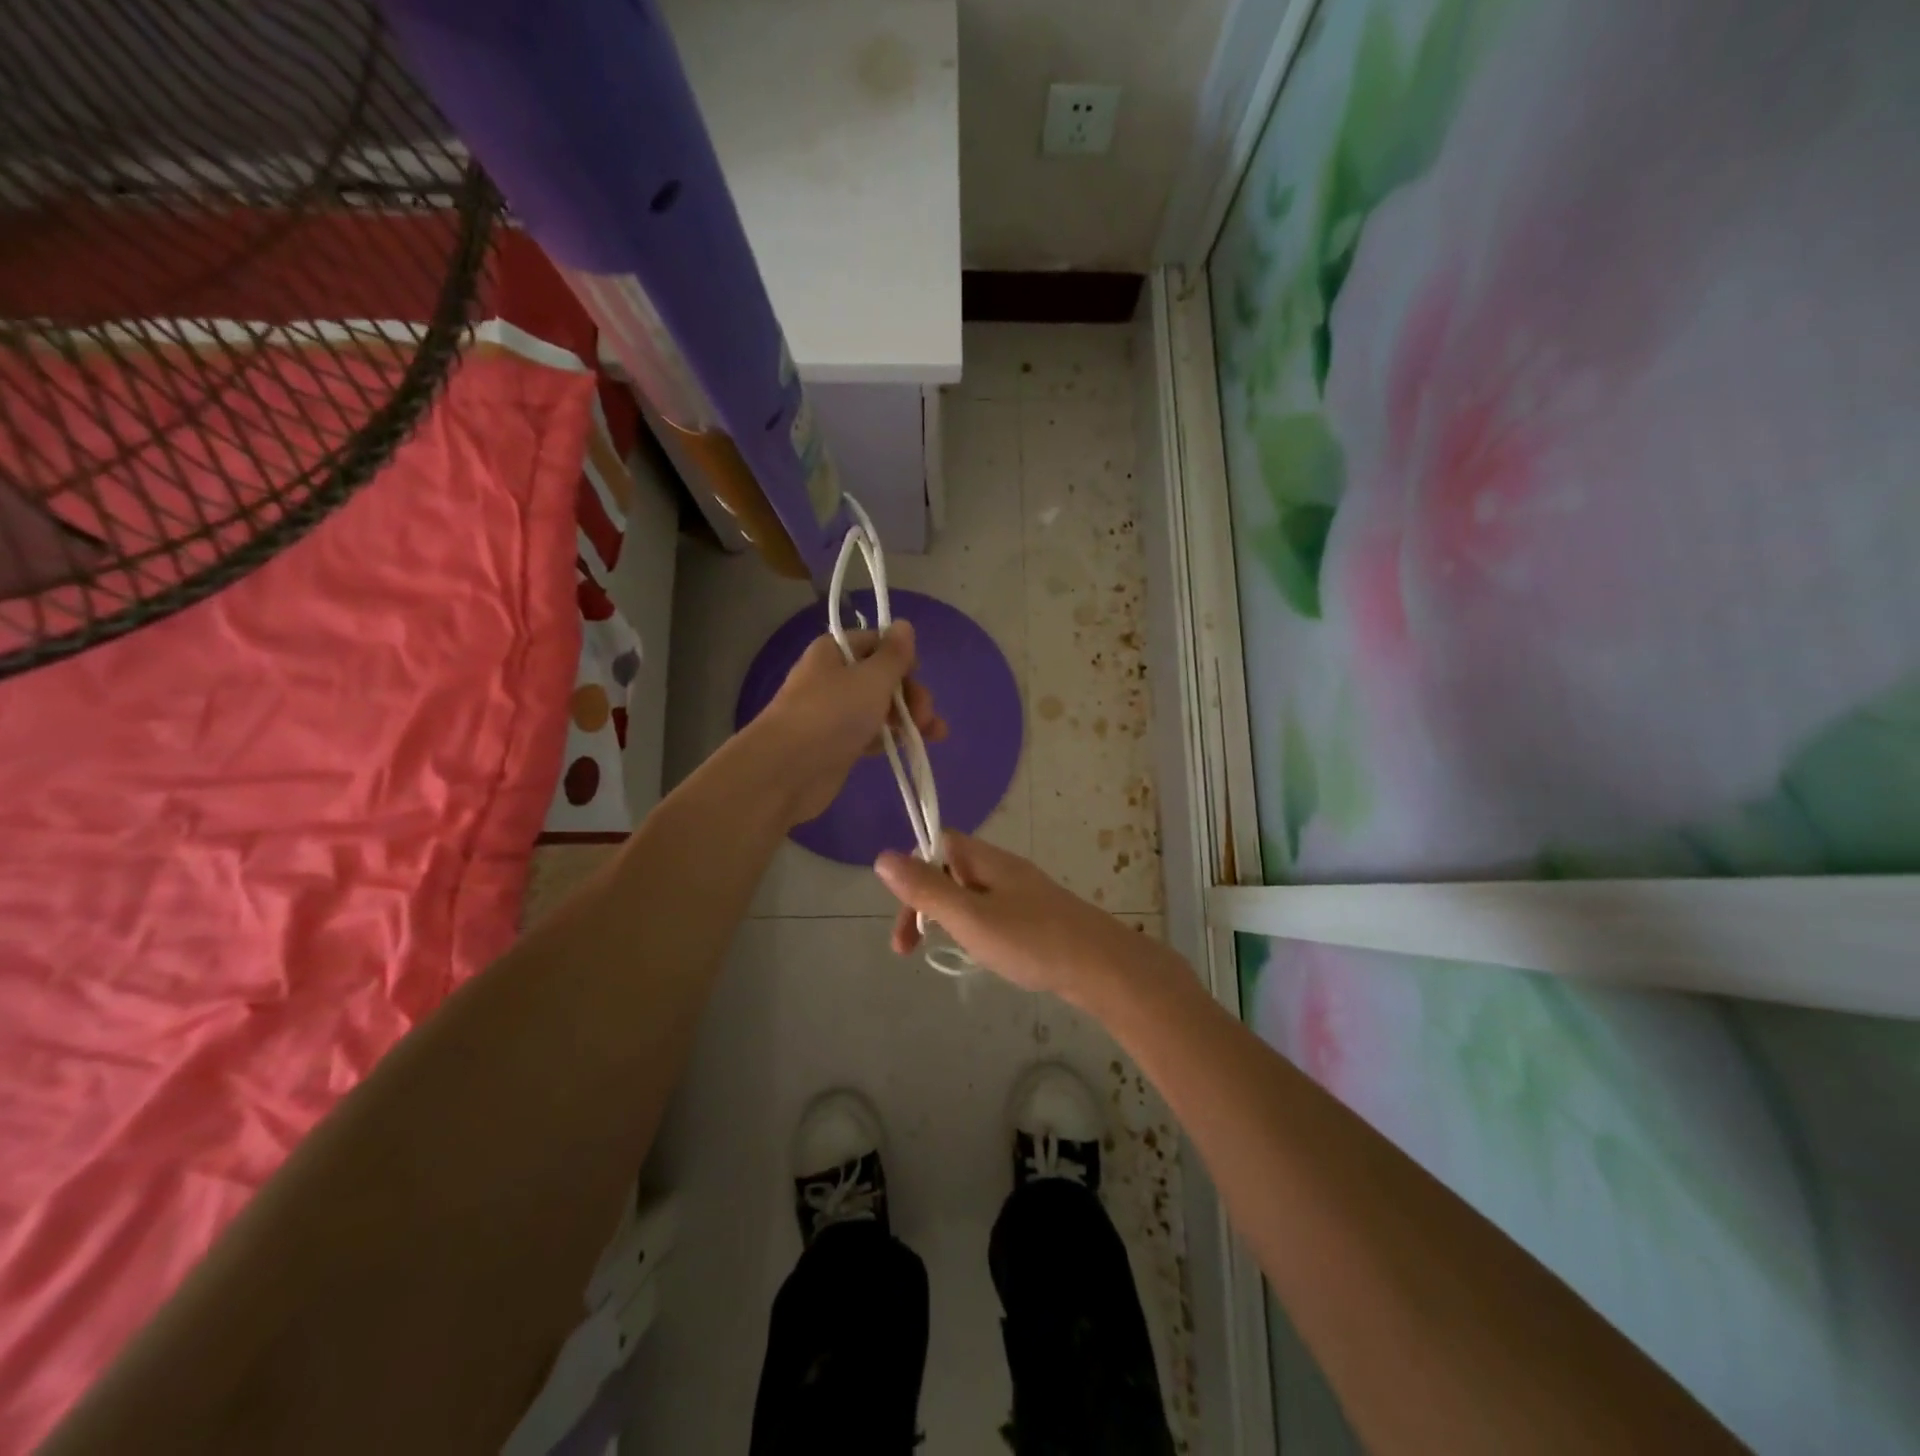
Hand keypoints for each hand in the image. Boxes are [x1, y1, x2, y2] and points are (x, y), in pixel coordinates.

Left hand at [751, 622, 945, 827]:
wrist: (786, 770)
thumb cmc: (832, 714)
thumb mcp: (871, 678)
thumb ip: (894, 654)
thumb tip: (904, 625)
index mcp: (835, 652)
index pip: (876, 643)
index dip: (901, 657)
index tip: (917, 674)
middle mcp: (833, 678)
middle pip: (882, 677)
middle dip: (911, 694)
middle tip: (926, 717)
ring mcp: (834, 713)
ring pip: (880, 707)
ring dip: (908, 718)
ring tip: (934, 736)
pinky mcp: (838, 744)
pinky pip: (871, 734)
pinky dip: (890, 738)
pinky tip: (908, 748)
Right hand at [873, 831, 1153, 1004]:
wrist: (1103, 968)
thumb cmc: (1031, 940)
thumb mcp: (969, 917)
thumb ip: (927, 889)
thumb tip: (882, 857)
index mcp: (987, 860)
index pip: (939, 842)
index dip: (914, 868)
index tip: (906, 910)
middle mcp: (1005, 869)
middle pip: (952, 870)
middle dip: (925, 902)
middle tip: (908, 947)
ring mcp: (1025, 893)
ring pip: (972, 894)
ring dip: (949, 918)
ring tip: (947, 951)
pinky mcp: (1039, 917)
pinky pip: (994, 912)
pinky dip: (976, 929)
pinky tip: (984, 955)